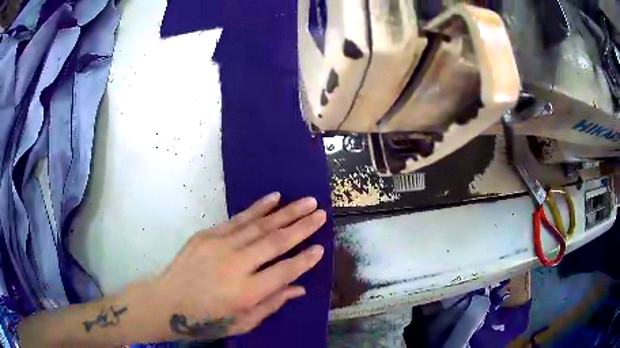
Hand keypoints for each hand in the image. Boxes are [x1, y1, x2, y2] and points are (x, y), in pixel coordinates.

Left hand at [152, 192, 325, 339]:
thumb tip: (299, 288)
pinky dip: (258, 208)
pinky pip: (238, 219)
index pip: (284, 271)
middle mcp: (235, 265)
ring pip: (260, 225)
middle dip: (302, 227)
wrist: (166, 302)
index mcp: (245, 292)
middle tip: (321, 213)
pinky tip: (274, 198)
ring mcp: (219, 246)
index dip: (305, 260)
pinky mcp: (207, 235)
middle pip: (275, 242)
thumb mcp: (242, 322)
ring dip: (286, 212)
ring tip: (307, 201)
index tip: (320, 248)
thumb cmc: (206, 320)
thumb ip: (271, 304)